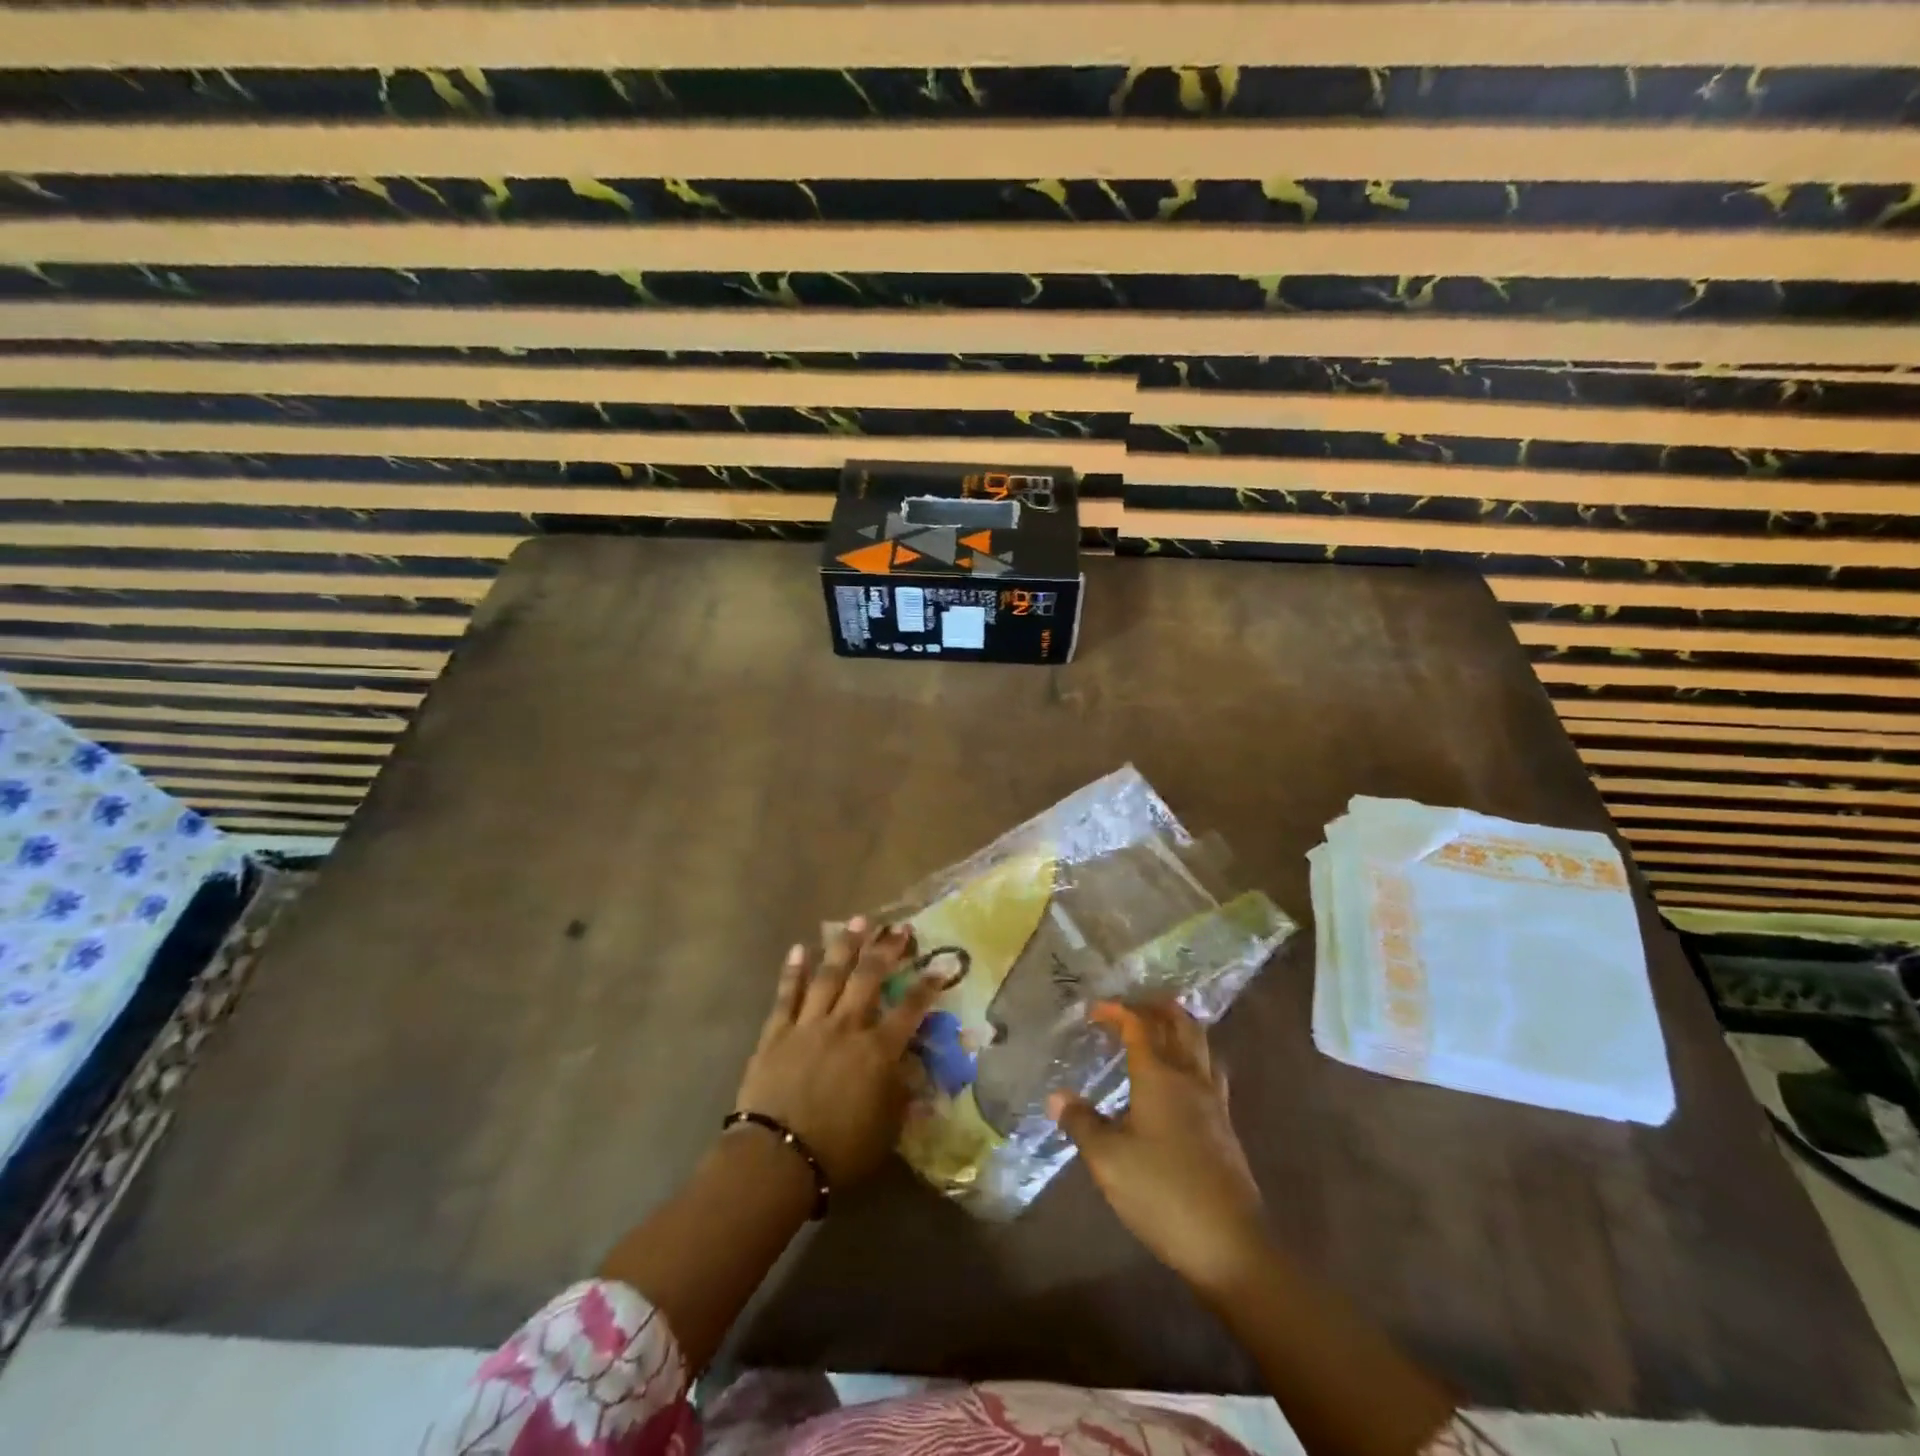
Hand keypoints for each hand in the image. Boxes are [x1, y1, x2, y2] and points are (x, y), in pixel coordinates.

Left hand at [733, 917, 940, 1187]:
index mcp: (877, 1051)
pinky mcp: (777, 1032)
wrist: (776, 1158)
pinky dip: (793, 971)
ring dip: (845, 946)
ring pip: (830, 976)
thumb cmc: (839, 1151)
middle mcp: (847, 1027)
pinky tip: (798, 948)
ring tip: (858, 920)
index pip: (910, 1009)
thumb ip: (902, 1098)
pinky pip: (787, 995)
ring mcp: (809, 1025)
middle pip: (869, 978)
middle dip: (886, 949)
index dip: (928, 985)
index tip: (942, 964)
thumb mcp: (886, 1132)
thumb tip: (918, 1076)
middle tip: (898, 927)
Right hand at [1050, 1001, 1267, 1298]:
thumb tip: (1057, 1096)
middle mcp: (1190, 1078)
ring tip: (1160, 1029)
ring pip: (1201, 1045)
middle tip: (1133, 1005)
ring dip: (1180, 1028)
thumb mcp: (1108, 1160)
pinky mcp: (1225, 1126)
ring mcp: (1213, 1102)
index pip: (1139, 1026)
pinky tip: (1182, 1079)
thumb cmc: (1162, 1192)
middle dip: (1156, 1008)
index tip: (1094, 1010)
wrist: (1230, 1244)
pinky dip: (1193, 1056)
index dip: (1117, 1011)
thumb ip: (1081, 1123)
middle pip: (1180, 1025)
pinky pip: (1209, 1071)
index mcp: (1159, 1076)